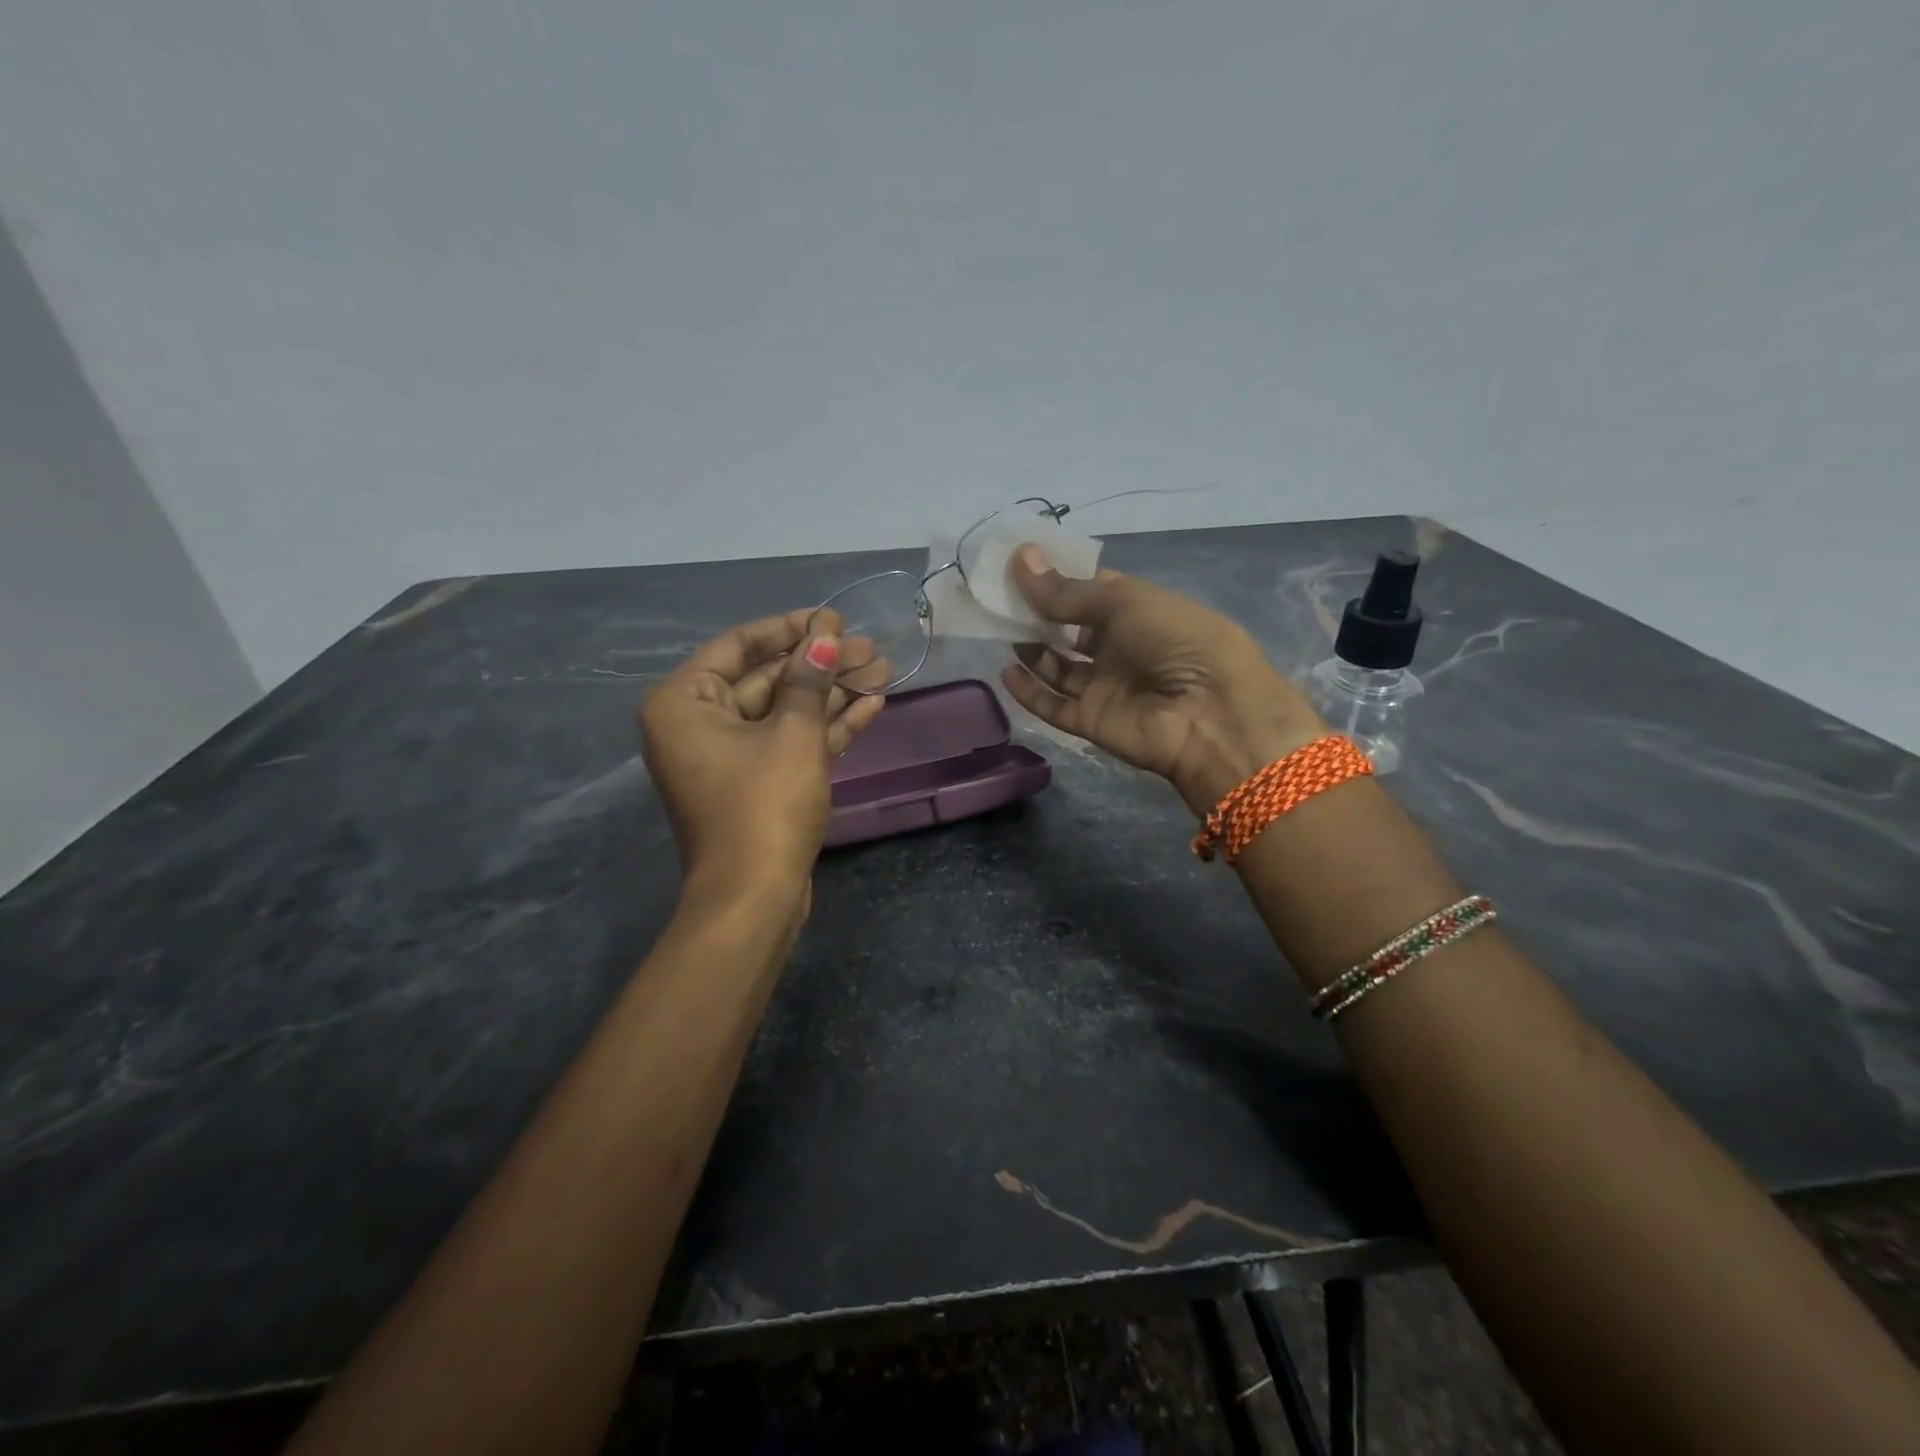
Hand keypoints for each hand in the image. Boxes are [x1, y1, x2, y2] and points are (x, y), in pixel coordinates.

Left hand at [639, 609, 887, 912]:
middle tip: (871, 647)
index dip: (789, 628)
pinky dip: (827, 726)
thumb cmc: (764, 805)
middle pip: (767, 679)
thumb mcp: (792, 734)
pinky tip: (871, 705)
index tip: (832, 617)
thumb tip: (824, 637)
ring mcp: (729, 758)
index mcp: (684, 703)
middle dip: (821, 664)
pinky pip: (791, 742)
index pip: (739, 646)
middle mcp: (699, 724)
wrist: (755, 896)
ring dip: (833, 693)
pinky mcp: (757, 784)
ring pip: (785, 712)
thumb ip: (808, 679)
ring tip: (884, 670)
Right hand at [1000, 547, 1324, 812]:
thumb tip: (1020, 558)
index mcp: (1139, 611)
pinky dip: (1029, 691)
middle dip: (1038, 614)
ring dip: (1031, 650)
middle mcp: (1121, 647)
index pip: (1090, 591)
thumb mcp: (1125, 601)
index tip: (1018, 564)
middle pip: (1070, 629)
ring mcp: (1106, 686)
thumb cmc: (1176, 640)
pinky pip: (1053, 706)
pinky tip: (1006, 671)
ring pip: (1058, 667)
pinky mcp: (1092, 721)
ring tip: (999, 629)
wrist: (1211, 714)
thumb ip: (1067, 591)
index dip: (1057, 578)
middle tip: (999, 597)